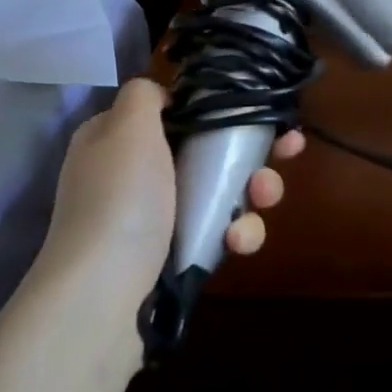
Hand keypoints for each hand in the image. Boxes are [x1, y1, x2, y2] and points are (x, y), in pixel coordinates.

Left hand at [38, 78, 303, 297]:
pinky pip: (220, 233)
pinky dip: (236, 234)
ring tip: (262, 199)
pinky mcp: (180, 255)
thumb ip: (144, 96)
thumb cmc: (120, 201)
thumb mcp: (126, 129)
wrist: (103, 296)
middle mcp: (140, 175)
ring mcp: (161, 218)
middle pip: (212, 152)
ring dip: (254, 193)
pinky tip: (235, 243)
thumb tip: (163, 94)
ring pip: (224, 193)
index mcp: (122, 139)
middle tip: (287, 151)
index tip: (265, 111)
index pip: (181, 112)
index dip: (226, 108)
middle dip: (254, 151)